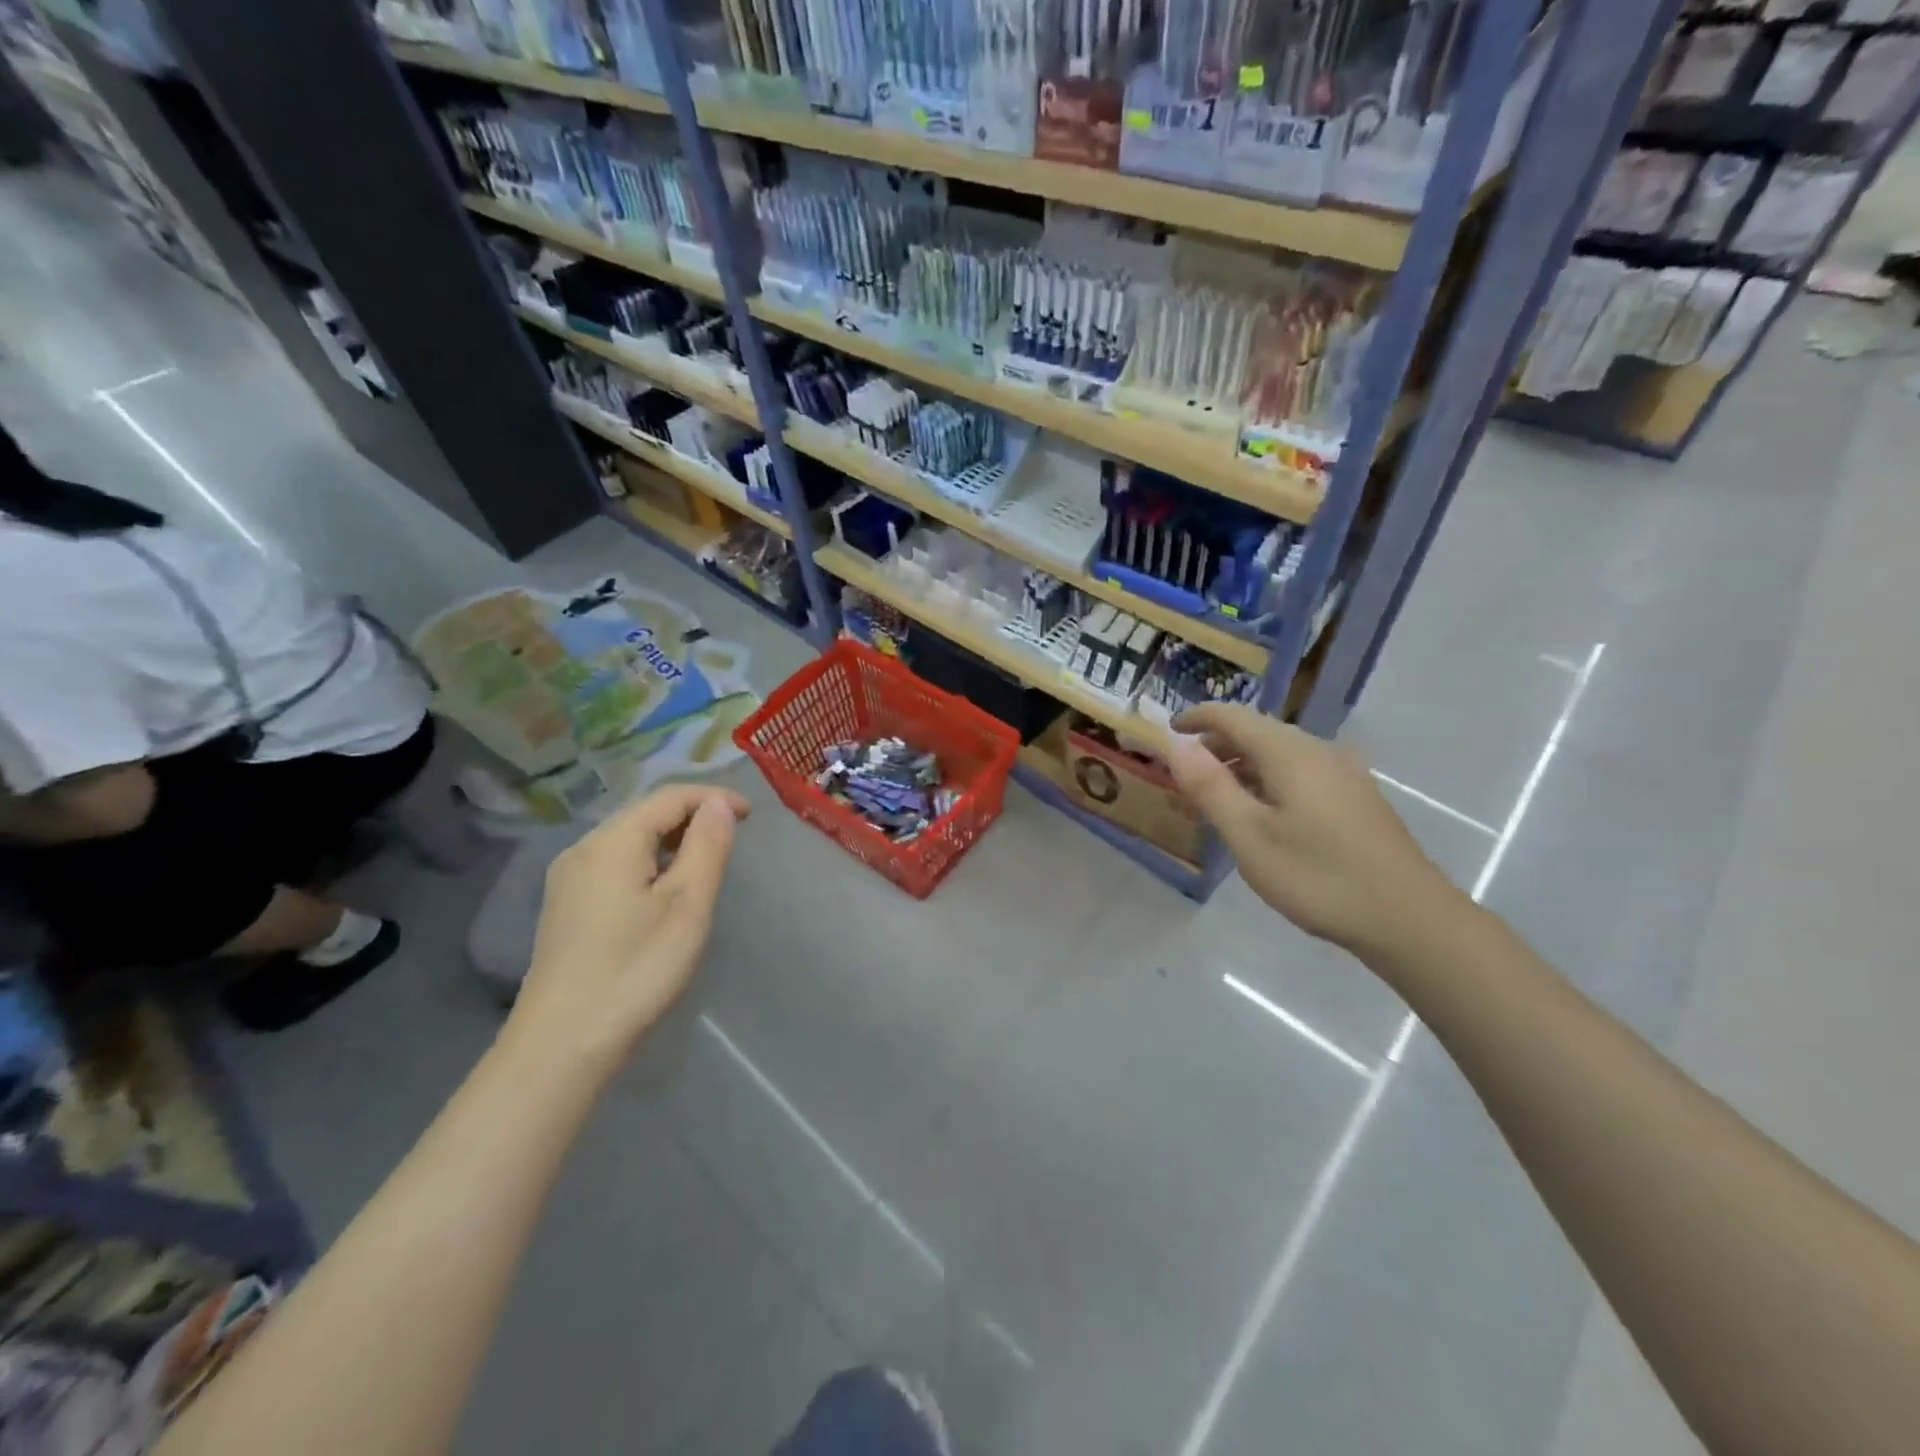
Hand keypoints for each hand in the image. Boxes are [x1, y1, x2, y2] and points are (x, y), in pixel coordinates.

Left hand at [508, 784, 749, 1075]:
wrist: (562, 1045)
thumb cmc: (637, 969)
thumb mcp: (688, 904)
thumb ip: (707, 846)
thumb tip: (718, 803)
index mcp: (613, 841)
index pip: (670, 797)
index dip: (713, 797)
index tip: (752, 815)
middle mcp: (583, 848)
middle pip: (645, 813)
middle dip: (692, 815)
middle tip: (733, 835)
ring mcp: (568, 879)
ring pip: (628, 838)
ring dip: (671, 838)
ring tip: (706, 859)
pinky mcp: (566, 906)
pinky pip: (614, 862)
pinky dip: (648, 860)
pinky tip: (665, 888)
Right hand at [1167, 704, 1460, 956]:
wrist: (1409, 919)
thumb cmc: (1318, 877)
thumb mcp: (1250, 836)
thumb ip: (1210, 787)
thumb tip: (1177, 745)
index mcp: (1290, 753)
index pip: (1233, 716)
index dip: (1196, 718)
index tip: (1167, 730)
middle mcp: (1318, 752)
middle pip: (1256, 734)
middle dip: (1214, 750)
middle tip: (1182, 781)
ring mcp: (1343, 775)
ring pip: (1278, 758)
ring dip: (1239, 772)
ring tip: (1211, 805)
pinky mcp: (1355, 800)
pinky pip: (1298, 776)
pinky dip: (1265, 785)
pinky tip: (1258, 819)